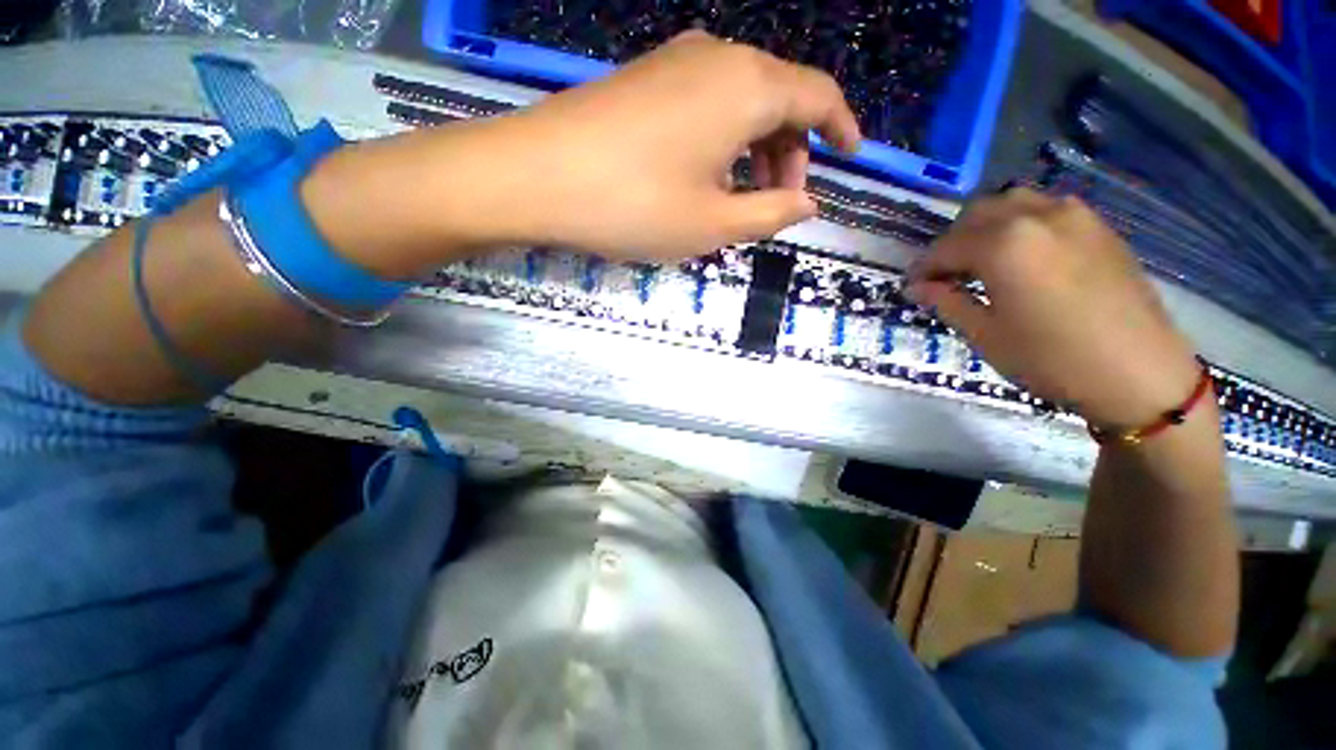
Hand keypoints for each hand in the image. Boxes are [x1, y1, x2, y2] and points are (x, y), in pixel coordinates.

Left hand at [486, 31, 861, 258]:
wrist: (535, 176)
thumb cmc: (635, 205)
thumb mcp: (714, 224)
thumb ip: (770, 213)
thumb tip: (808, 203)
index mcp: (747, 86)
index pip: (818, 95)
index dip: (841, 126)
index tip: (850, 156)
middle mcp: (717, 58)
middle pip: (779, 98)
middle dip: (790, 152)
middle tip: (778, 203)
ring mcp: (675, 63)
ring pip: (740, 101)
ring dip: (755, 149)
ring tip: (740, 199)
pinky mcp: (644, 79)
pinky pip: (705, 104)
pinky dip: (721, 141)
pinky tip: (703, 176)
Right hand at [908, 188, 1200, 428]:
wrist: (1140, 373)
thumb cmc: (1052, 359)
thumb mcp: (985, 336)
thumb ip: (947, 302)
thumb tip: (918, 287)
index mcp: (1003, 245)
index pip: (945, 247)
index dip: (923, 268)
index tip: (913, 288)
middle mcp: (1036, 216)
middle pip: (976, 214)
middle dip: (952, 243)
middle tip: (946, 276)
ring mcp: (1073, 216)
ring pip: (1012, 203)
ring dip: (987, 227)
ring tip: (983, 261)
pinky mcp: (1098, 226)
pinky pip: (1046, 209)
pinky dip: (1021, 224)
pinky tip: (1023, 256)